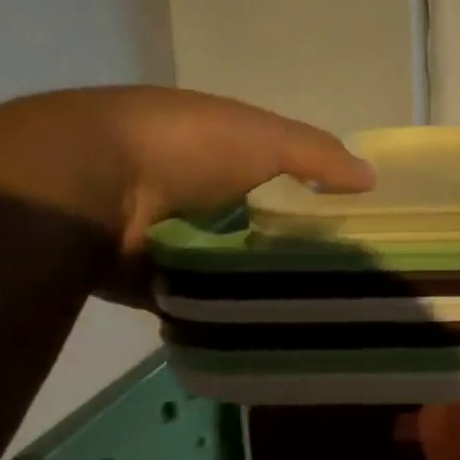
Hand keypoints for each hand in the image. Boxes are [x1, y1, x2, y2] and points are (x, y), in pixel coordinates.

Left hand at [0, 86, 373, 301]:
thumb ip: (318, 154)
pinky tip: (262, 322)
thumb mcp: (264, 137)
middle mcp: (188, 186)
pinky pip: (197, 294)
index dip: (309, 190)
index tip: (347, 221)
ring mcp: (164, 232)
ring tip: (310, 304)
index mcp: (212, 144)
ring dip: (256, 276)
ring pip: (226, 259)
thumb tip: (373, 177)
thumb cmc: (184, 146)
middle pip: (251, 217)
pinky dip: (222, 306)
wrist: (86, 186)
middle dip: (286, 240)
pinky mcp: (147, 276)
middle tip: (336, 273)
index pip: (272, 169)